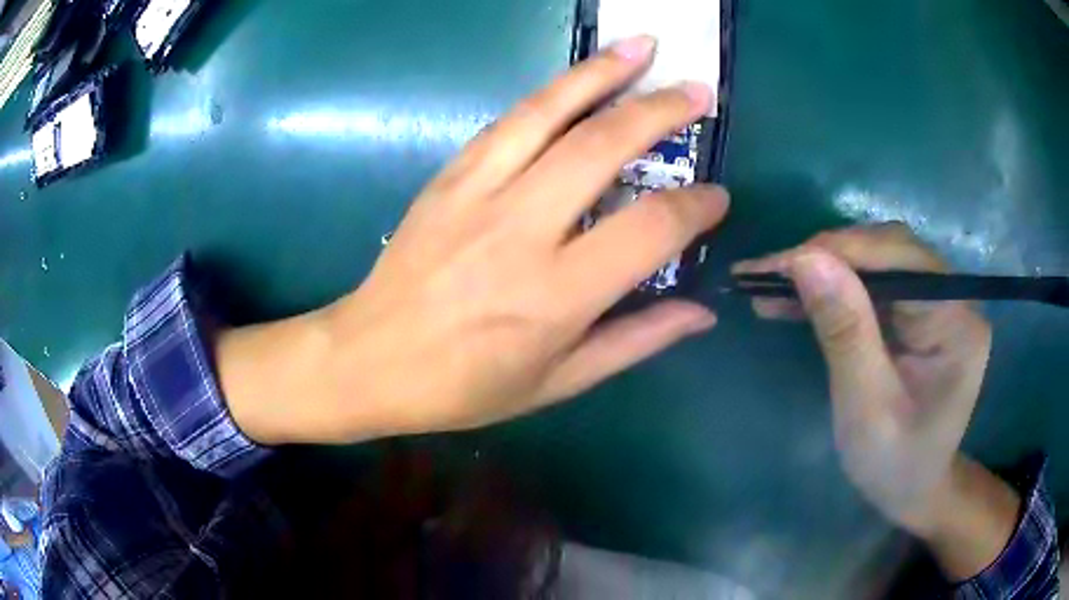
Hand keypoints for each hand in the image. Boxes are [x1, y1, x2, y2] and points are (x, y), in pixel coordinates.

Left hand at [220, 36, 728, 443]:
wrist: (370, 359)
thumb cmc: (464, 386)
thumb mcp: (557, 383)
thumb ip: (635, 341)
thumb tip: (701, 313)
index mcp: (555, 295)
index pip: (650, 228)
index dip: (694, 207)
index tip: (716, 198)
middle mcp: (520, 230)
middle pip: (603, 147)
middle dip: (660, 111)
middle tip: (698, 92)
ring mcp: (477, 193)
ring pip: (549, 113)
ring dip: (601, 73)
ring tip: (643, 47)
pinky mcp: (448, 177)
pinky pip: (507, 122)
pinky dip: (550, 93)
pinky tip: (578, 78)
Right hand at [734, 224, 993, 534]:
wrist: (913, 489)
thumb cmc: (894, 464)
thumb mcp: (866, 407)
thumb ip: (845, 331)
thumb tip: (805, 259)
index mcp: (956, 322)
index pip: (899, 260)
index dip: (837, 254)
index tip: (774, 267)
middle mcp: (953, 297)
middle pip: (888, 249)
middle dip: (827, 258)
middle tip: (767, 276)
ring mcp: (937, 300)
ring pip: (877, 259)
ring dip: (825, 268)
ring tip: (773, 285)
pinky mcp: (919, 310)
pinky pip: (874, 282)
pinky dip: (834, 287)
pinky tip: (799, 297)